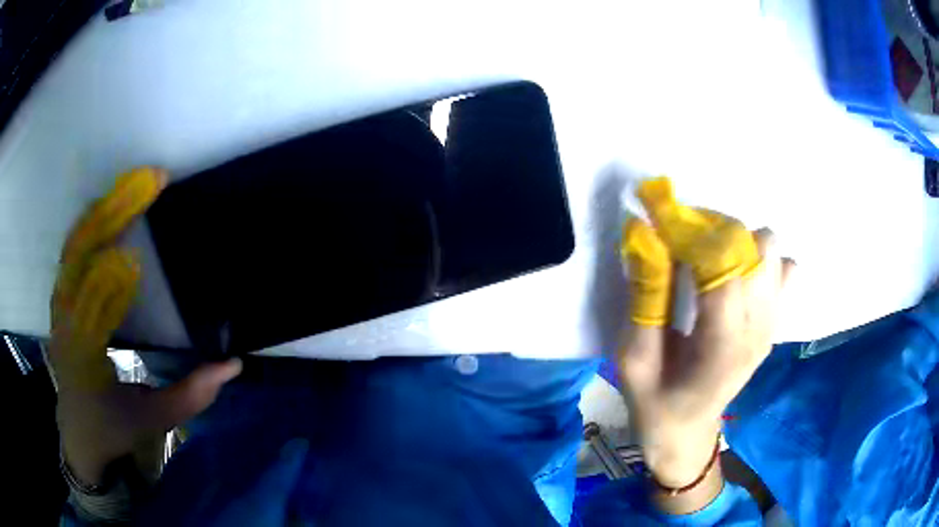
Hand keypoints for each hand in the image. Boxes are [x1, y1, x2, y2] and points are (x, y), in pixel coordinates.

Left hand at [50, 167, 241, 485]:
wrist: (78, 431)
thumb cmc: (113, 427)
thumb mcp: (154, 420)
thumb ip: (192, 395)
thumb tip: (232, 364)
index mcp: (83, 357)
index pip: (91, 309)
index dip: (112, 282)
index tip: (140, 258)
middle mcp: (65, 321)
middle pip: (80, 255)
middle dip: (113, 214)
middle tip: (151, 183)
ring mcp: (59, 302)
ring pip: (76, 242)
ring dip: (105, 207)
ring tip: (138, 182)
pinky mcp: (62, 293)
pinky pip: (74, 246)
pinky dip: (93, 219)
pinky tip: (114, 203)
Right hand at [619, 177, 793, 511]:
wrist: (687, 432)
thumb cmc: (655, 402)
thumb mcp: (632, 359)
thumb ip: (644, 297)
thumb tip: (645, 233)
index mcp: (723, 345)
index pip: (724, 265)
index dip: (690, 230)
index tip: (658, 215)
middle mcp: (758, 328)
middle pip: (753, 245)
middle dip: (712, 230)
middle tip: (679, 240)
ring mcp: (771, 324)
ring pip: (770, 248)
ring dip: (736, 241)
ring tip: (707, 258)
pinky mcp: (774, 321)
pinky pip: (782, 268)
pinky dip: (759, 259)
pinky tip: (735, 277)